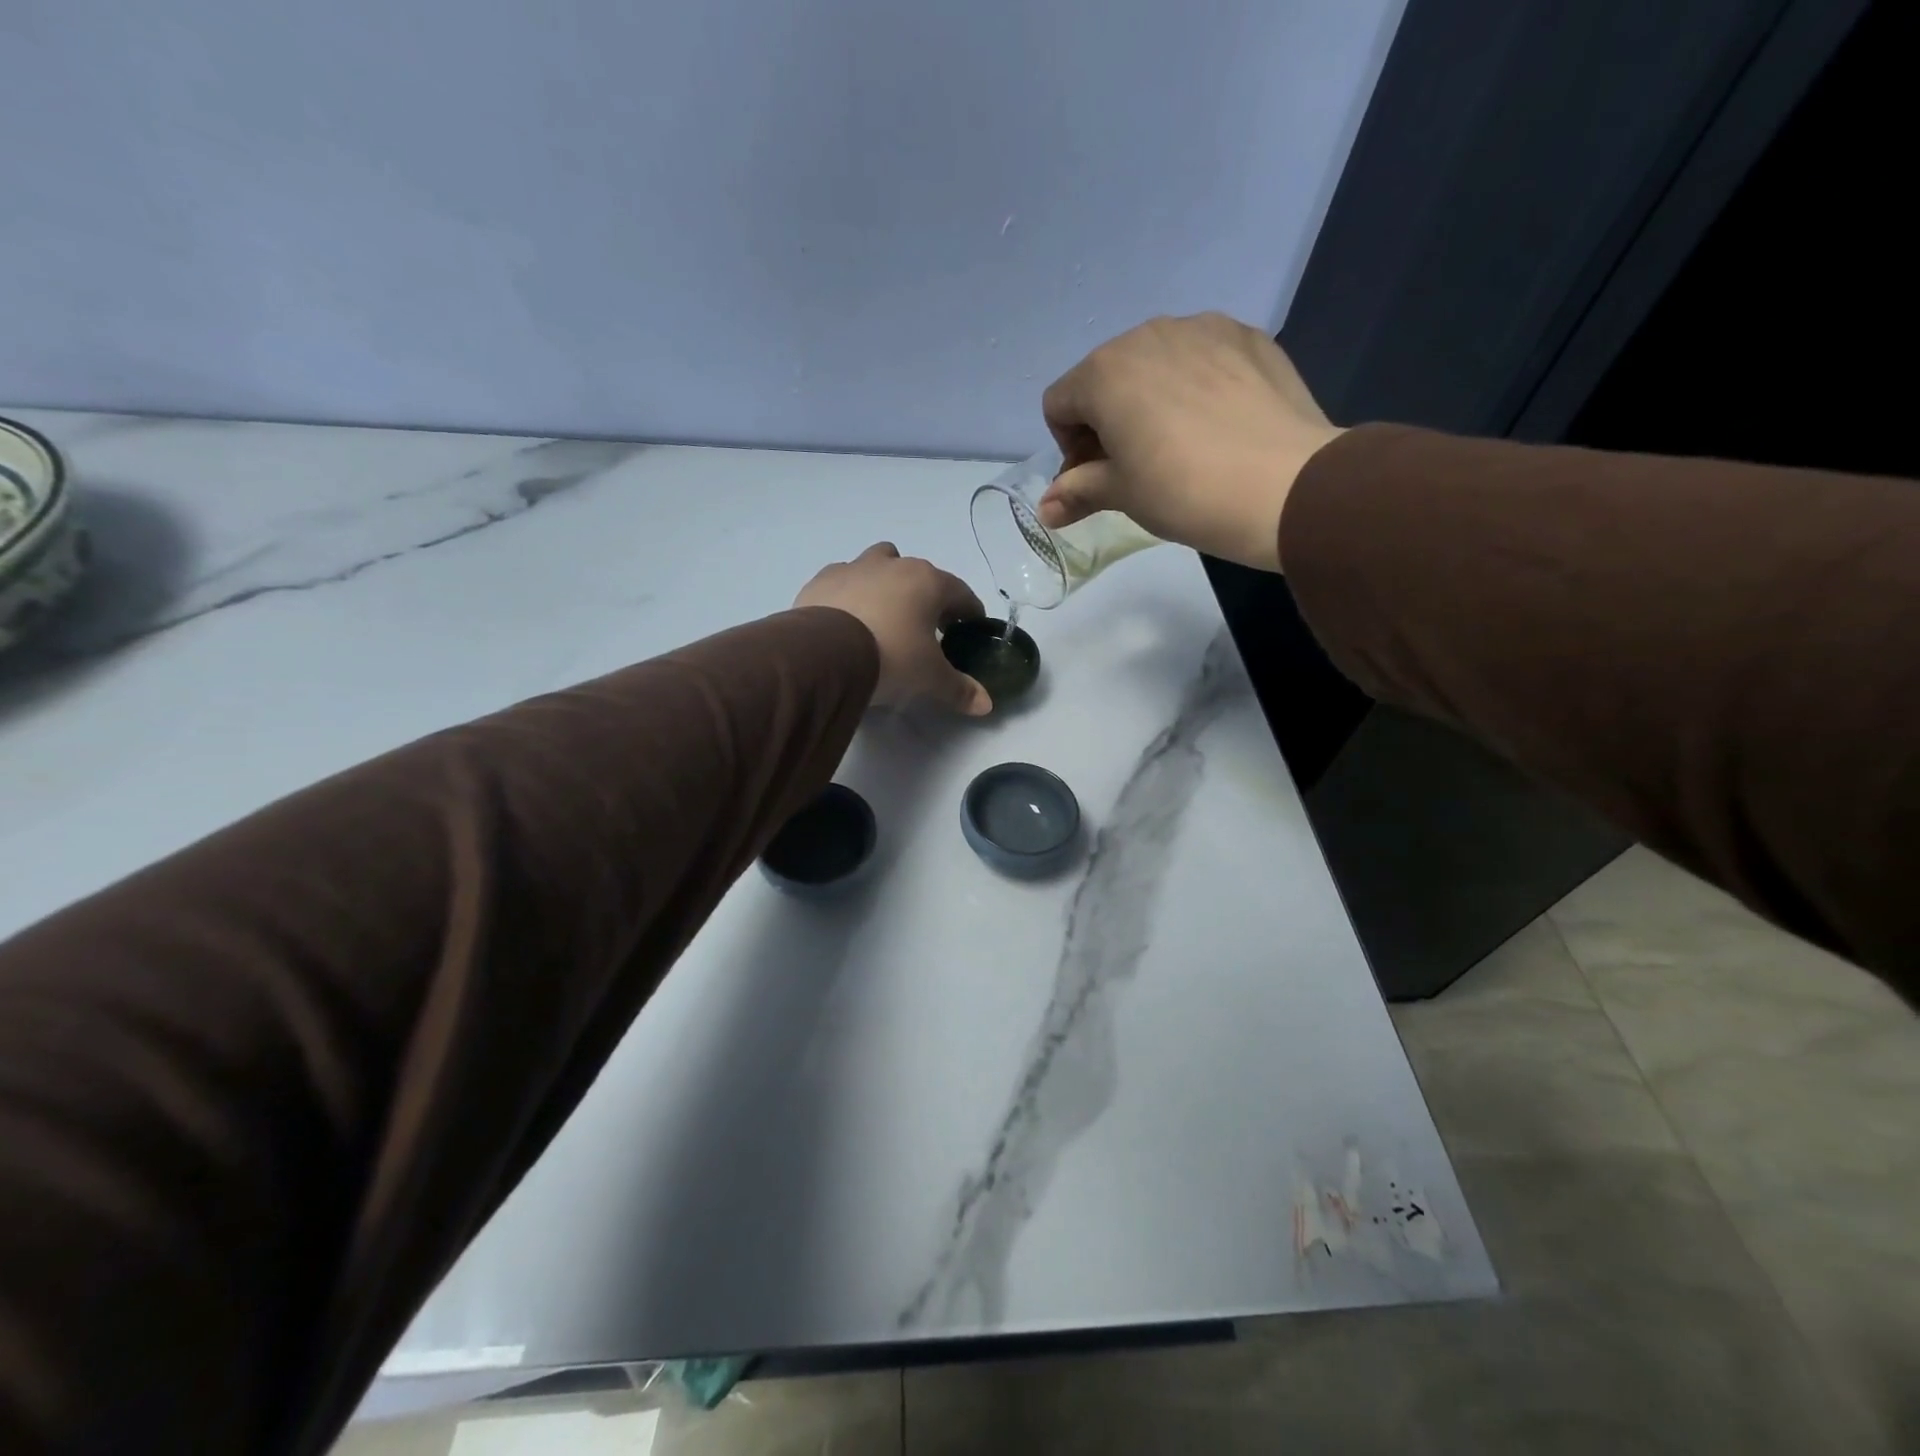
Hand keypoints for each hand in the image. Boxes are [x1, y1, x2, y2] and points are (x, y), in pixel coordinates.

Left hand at [795, 543, 992, 715]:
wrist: (825, 654)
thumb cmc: (891, 657)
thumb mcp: (930, 678)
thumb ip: (959, 689)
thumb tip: (986, 705)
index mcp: (927, 582)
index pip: (960, 593)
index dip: (969, 612)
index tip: (969, 629)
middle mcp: (893, 565)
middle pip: (918, 572)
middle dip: (925, 595)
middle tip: (925, 626)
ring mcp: (854, 568)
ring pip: (878, 564)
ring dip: (885, 583)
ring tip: (882, 615)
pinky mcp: (821, 580)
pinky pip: (842, 580)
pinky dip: (850, 594)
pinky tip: (846, 618)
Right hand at [1038, 313, 1343, 571]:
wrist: (1285, 486)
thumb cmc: (1183, 492)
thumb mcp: (1122, 496)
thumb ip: (1077, 493)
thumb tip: (1045, 510)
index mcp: (1104, 372)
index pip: (1059, 404)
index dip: (1068, 447)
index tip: (1097, 478)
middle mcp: (1147, 334)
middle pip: (1105, 377)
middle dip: (1107, 420)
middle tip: (1135, 466)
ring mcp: (1203, 328)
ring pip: (1154, 362)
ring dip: (1150, 399)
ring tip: (1181, 444)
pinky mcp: (1248, 336)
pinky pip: (1202, 357)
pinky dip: (1195, 386)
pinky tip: (1218, 425)